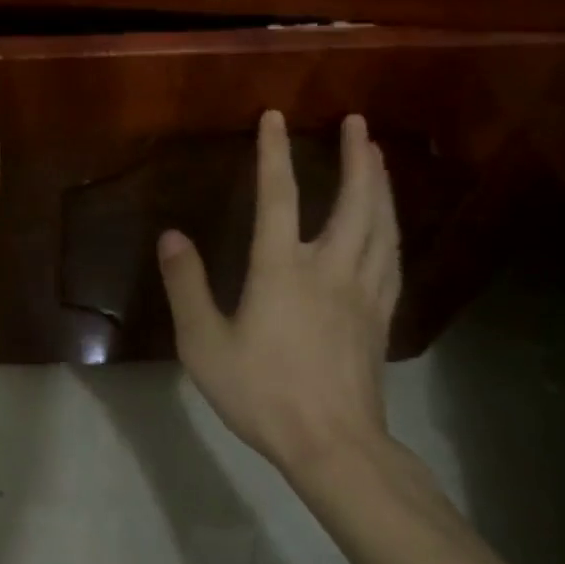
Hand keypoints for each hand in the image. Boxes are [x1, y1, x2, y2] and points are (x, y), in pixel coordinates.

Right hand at [158, 111, 400, 475]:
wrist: (334, 447)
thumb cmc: (263, 392)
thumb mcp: (205, 343)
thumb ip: (186, 286)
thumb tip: (172, 236)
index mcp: (283, 270)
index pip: (278, 197)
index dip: (275, 154)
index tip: (276, 116)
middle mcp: (329, 269)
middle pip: (353, 203)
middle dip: (356, 159)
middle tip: (359, 123)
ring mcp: (363, 293)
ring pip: (381, 226)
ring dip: (379, 186)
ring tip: (378, 158)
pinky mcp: (381, 318)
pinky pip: (392, 259)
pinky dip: (392, 229)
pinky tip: (391, 224)